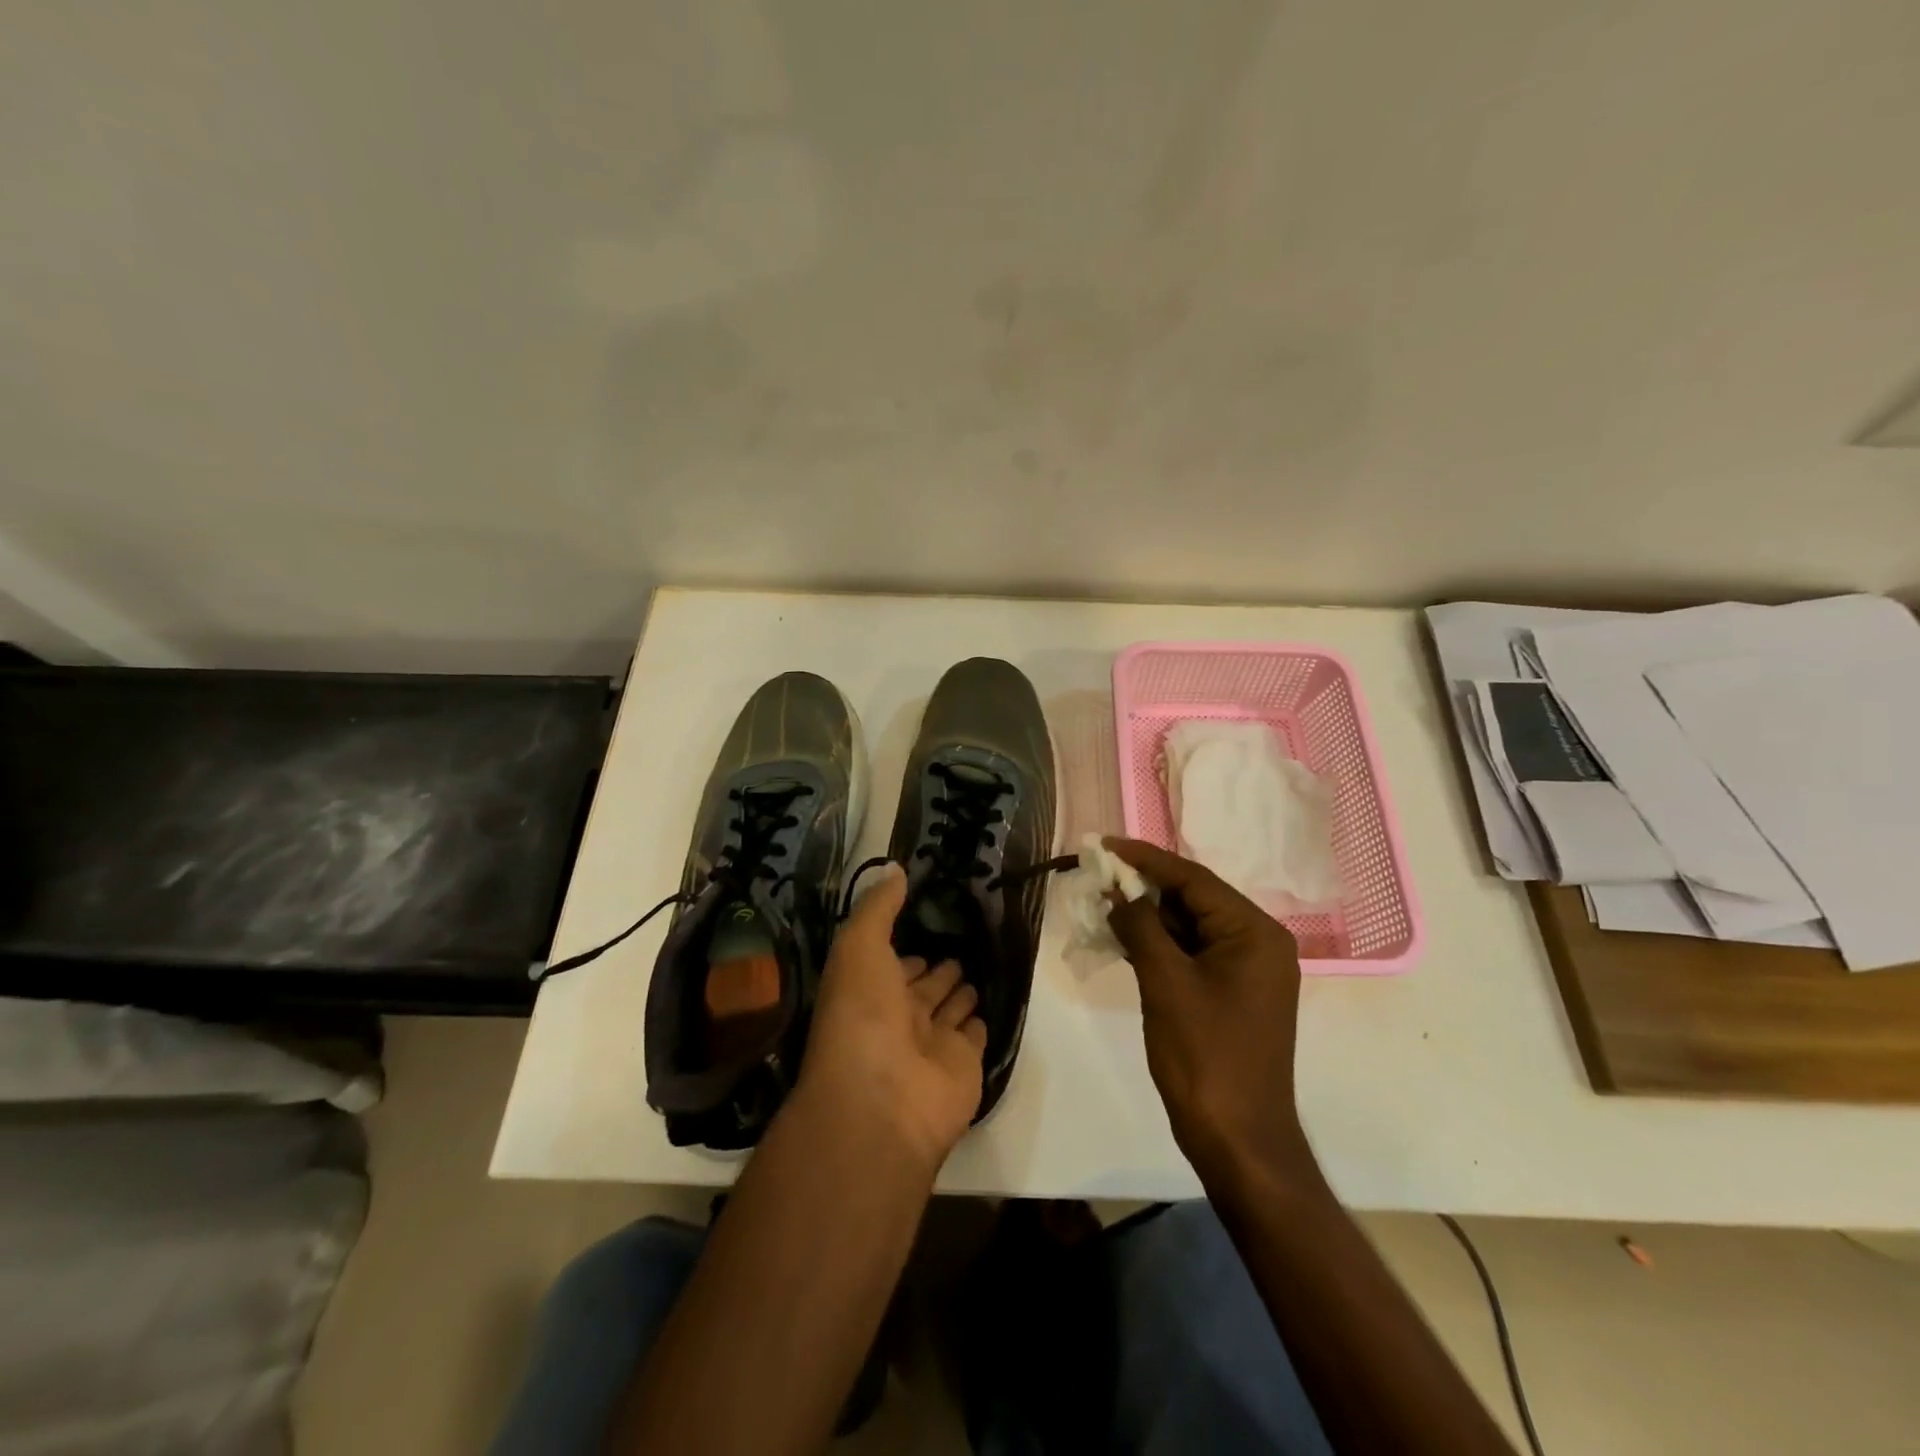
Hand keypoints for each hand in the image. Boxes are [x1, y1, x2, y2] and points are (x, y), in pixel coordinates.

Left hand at [795, 863, 987, 1174]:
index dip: (905, 947)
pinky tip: (989, 1004)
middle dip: (936, 967)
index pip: (891, 963)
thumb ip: (878, 907)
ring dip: (960, 991)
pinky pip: (973, 1036)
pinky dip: (979, 1022)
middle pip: (922, 986)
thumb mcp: (859, 946)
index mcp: (869, 990)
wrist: (882, 1101)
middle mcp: (899, 1017)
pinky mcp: (964, 1065)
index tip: (926, 922)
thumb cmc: (863, 1015)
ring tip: (977, 964)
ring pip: (949, 1009)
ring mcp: (932, 1044)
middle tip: (959, 941)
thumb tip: (895, 867)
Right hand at [1104, 838, 1312, 1184]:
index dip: (1146, 859)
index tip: (1106, 845)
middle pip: (1194, 900)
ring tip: (1104, 904)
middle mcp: (1258, 943)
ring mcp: (1247, 971)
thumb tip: (1120, 893)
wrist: (1238, 1140)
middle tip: (1099, 877)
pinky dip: (1159, 945)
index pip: (1193, 879)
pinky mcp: (1232, 993)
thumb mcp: (1165, 983)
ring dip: (1149, 917)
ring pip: (1190, 927)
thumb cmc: (1204, 1056)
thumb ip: (1141, 927)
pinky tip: (1124, 938)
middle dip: (1145, 888)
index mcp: (1254, 933)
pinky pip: (1192, 953)